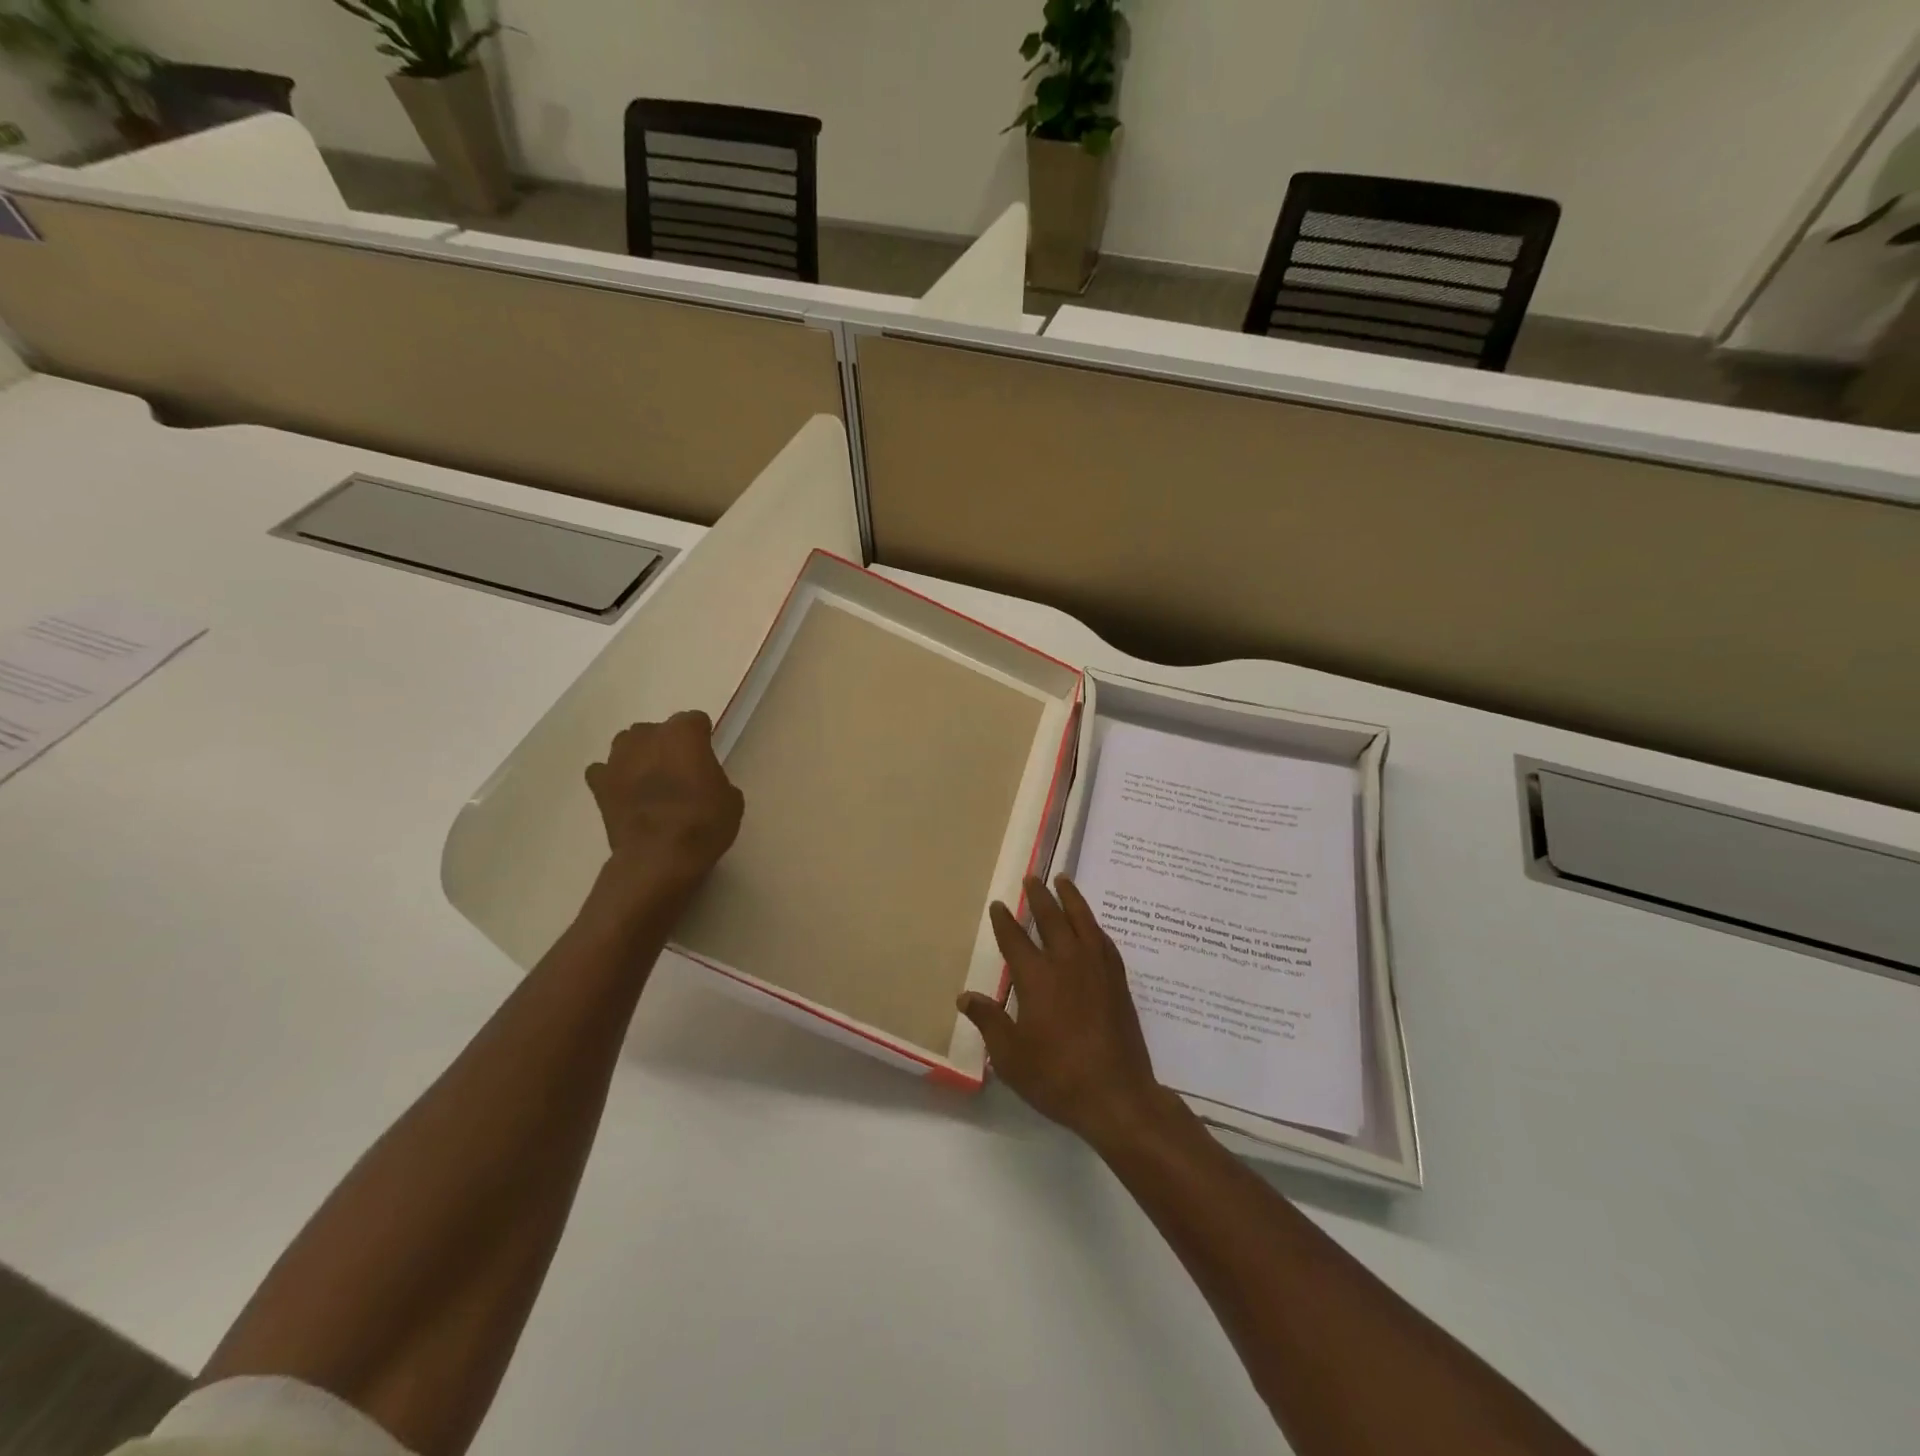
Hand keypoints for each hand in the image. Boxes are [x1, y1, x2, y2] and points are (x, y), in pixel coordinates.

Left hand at [585, 712, 743, 888]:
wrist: (659, 856)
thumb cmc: (703, 822)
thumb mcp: (731, 799)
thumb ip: (716, 778)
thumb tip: (705, 782)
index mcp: (684, 733)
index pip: (695, 721)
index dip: (702, 738)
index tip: (707, 755)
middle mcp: (647, 736)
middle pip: (658, 730)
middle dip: (667, 745)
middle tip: (680, 771)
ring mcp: (618, 758)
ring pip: (628, 744)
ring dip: (639, 756)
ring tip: (650, 781)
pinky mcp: (598, 784)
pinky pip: (604, 770)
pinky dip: (613, 778)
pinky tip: (624, 793)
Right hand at [959, 875, 1174, 1149]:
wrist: (1117, 1096)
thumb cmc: (1057, 1077)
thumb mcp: (1011, 1056)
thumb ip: (989, 1021)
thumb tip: (965, 996)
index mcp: (1037, 979)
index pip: (1015, 940)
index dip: (1005, 922)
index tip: (999, 905)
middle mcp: (1067, 963)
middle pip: (1051, 920)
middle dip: (1039, 898)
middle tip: (1031, 879)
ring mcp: (1097, 969)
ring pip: (1083, 921)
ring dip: (1071, 898)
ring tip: (1063, 880)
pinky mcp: (1118, 981)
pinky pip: (1104, 941)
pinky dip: (1093, 925)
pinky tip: (1091, 924)